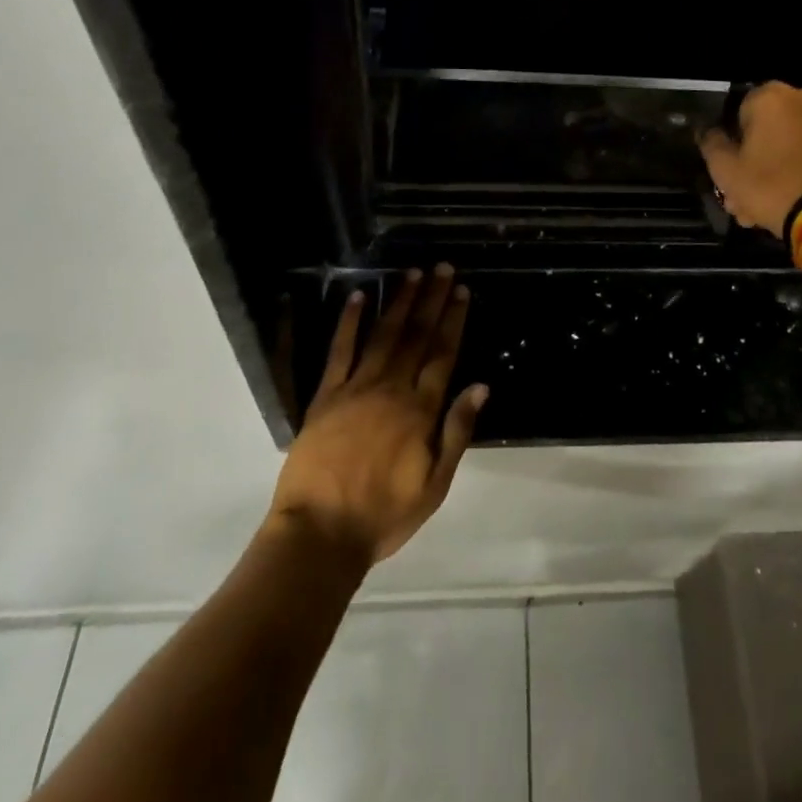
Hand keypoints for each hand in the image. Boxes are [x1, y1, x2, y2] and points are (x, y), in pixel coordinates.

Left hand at [270, 265, 487, 565]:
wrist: (320, 534)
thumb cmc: (383, 515)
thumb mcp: (435, 485)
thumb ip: (457, 432)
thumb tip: (481, 386)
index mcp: (420, 411)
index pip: (442, 353)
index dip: (453, 320)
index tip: (461, 291)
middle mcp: (392, 389)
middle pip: (416, 335)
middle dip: (431, 299)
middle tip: (442, 268)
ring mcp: (356, 388)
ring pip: (383, 335)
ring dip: (399, 301)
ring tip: (411, 272)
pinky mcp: (325, 396)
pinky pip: (339, 351)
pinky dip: (349, 322)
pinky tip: (357, 297)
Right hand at [698, 82, 801, 233]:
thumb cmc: (770, 185)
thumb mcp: (725, 169)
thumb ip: (711, 143)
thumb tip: (708, 132)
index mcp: (772, 96)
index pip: (737, 111)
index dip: (730, 141)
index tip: (727, 168)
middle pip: (766, 129)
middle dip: (752, 159)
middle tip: (741, 194)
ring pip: (789, 143)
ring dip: (774, 167)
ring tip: (762, 207)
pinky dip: (799, 169)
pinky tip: (788, 200)